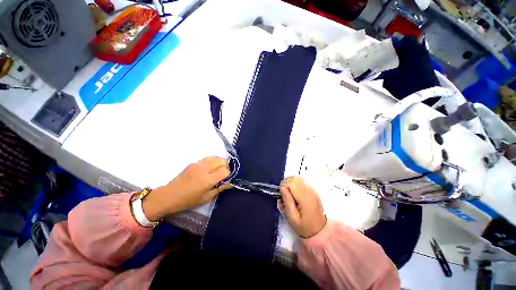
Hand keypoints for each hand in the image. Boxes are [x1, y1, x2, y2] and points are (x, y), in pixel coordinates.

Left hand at [143, 156, 230, 220]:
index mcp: (207, 180)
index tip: (227, 178)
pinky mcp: (194, 163)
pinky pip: (208, 158)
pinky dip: (213, 161)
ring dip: (220, 162)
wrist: (169, 196)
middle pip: (221, 161)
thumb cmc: (188, 201)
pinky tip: (210, 168)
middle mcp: (203, 169)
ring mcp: (198, 164)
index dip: (228, 173)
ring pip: (215, 157)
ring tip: (218, 170)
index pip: (224, 170)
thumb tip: (231, 183)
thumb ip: (220, 188)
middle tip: (223, 174)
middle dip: (226, 166)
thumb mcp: (206, 198)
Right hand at [278, 176, 326, 237]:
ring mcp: (312, 189)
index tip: (281, 195)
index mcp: (304, 197)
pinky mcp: (312, 190)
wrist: (320, 231)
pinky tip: (295, 194)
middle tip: (284, 195)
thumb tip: (282, 188)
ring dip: (290, 183)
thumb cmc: (304, 226)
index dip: (283, 186)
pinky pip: (301, 181)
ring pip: (297, 178)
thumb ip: (287, 201)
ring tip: (289, 194)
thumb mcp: (292, 218)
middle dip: (286, 183)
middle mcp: (309, 190)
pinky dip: (295, 184)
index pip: (291, 182)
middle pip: (294, 178)